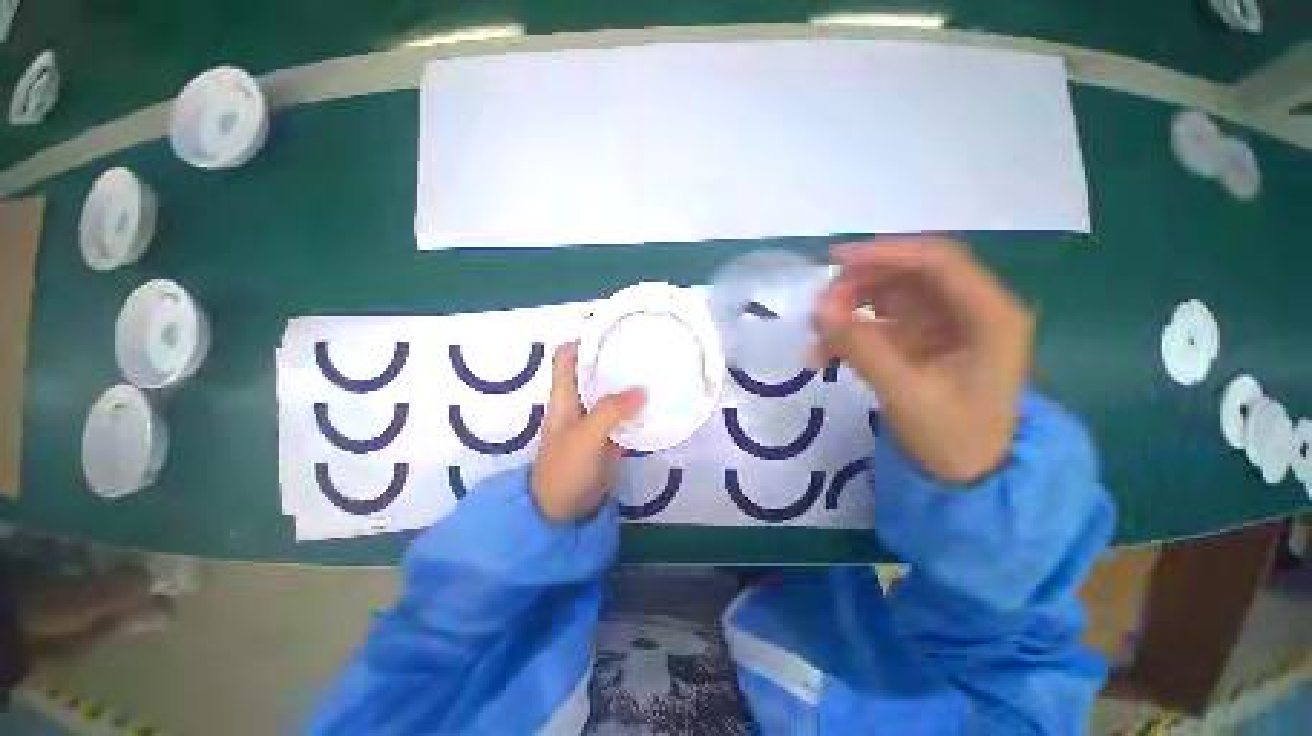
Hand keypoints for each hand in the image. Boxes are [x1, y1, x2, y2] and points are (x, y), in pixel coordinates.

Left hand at [532, 343, 646, 521]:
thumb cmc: (565, 469)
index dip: (585, 339)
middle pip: (594, 370)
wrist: (563, 510)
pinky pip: (623, 414)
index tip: (612, 332)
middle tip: (644, 348)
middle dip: (615, 358)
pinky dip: (636, 406)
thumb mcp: (585, 436)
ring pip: (611, 391)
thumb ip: (611, 411)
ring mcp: (594, 418)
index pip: (567, 356)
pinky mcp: (608, 435)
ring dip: (628, 382)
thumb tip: (642, 390)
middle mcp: (579, 401)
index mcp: (564, 395)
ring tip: (655, 369)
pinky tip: (655, 402)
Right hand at [814, 237, 1033, 482]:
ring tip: (818, 335)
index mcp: (989, 316)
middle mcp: (970, 309)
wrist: (967, 473)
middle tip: (820, 307)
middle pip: (910, 273)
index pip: (938, 261)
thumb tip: (820, 309)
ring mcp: (945, 323)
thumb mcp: (906, 394)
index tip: (835, 261)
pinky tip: (825, 353)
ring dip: (850, 307)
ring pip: (890, 295)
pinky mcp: (921, 338)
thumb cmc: (952, 437)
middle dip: (860, 284)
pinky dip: (850, 331)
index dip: (886, 253)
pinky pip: (879, 321)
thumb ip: (862, 348)